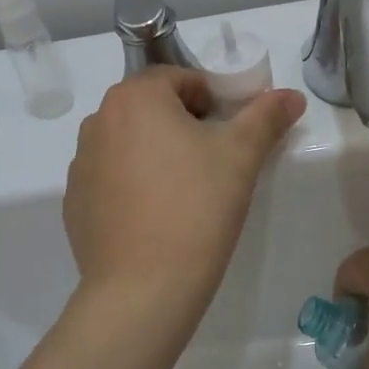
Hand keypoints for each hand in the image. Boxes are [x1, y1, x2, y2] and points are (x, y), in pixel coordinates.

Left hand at [64, 68, 306, 333]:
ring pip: (130, 144)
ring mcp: (81, 164)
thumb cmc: (196, 208)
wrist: (143, 289)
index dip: (212, 101)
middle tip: (214, 164)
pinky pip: (111, 179)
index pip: (180, 79)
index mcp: (134, 98)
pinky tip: (157, 218)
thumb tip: (292, 96)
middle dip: (185, 126)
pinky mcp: (75, 203)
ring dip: (157, 155)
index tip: (230, 135)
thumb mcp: (241, 157)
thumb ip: (266, 117)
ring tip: (186, 194)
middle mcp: (98, 121)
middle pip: (151, 109)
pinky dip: (134, 187)